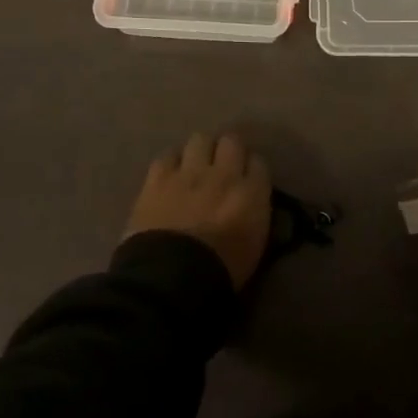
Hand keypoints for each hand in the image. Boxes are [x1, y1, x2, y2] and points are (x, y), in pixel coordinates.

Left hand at [124, 133, 271, 288]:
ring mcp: (189, 172)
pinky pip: (168, 155)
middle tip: (221, 166)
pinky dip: (172, 163)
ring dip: (200, 151)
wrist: (172, 277)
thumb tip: (249, 202)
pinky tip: (170, 174)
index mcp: (251, 194)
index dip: (251, 169)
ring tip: (194, 166)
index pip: (258, 163)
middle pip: (231, 141)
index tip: (247, 178)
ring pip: (200, 139)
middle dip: (228, 150)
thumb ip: (254, 215)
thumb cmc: (220, 272)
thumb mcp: (254, 247)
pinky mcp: (158, 177)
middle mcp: (223, 174)